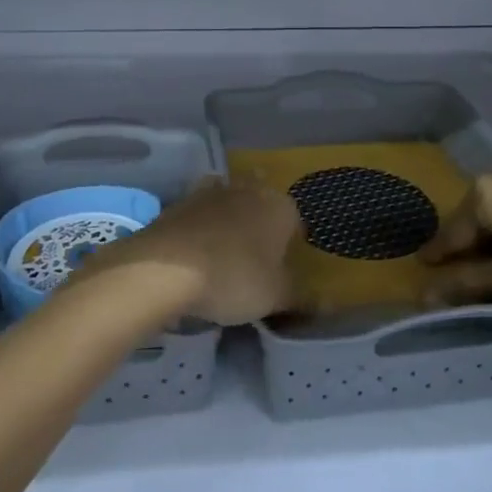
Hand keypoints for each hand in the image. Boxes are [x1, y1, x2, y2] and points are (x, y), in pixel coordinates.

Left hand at [85, 177, 299, 325]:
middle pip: (261, 208)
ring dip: (228, 226)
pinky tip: (195, 256)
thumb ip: (300, 297)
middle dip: (259, 230)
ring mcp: (213, 191)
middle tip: (252, 265)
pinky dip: (201, 230)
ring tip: (221, 260)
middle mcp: (250, 189)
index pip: (295, 223)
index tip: (280, 273)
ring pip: (230, 207)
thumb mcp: (275, 296)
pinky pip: (200, 216)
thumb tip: (324, 302)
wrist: (167, 266)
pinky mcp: (182, 201)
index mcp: (280, 206)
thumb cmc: (235, 278)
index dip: (290, 248)